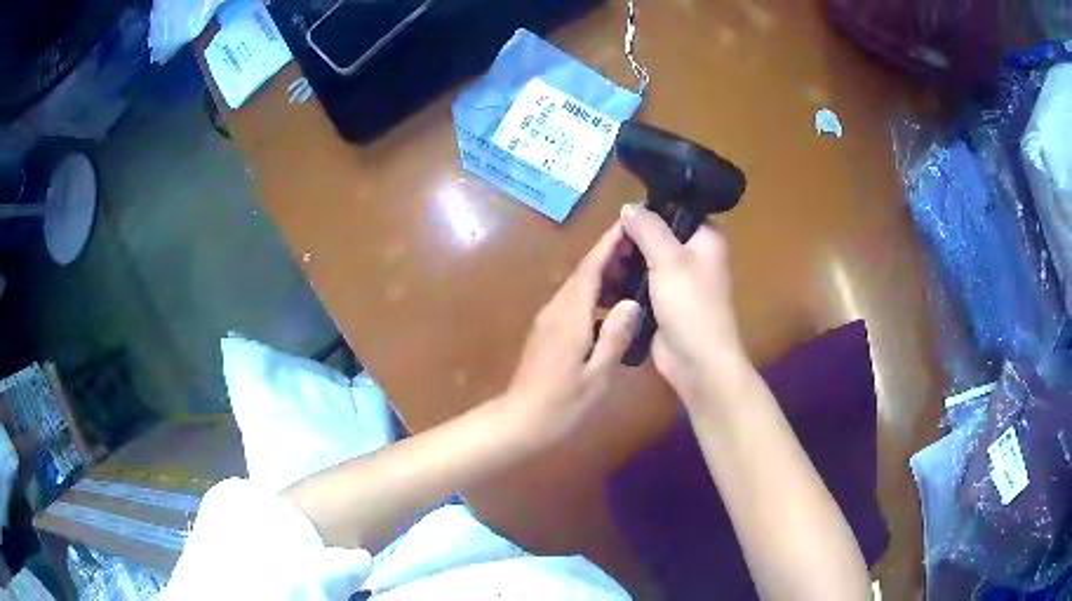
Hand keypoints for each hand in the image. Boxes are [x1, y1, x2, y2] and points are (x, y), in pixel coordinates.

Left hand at [504, 223, 640, 446]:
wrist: (520, 420)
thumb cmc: (561, 403)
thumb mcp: (597, 375)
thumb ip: (615, 338)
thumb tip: (631, 303)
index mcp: (570, 316)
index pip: (590, 269)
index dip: (608, 244)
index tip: (627, 224)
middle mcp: (556, 310)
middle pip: (583, 272)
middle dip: (608, 254)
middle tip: (639, 245)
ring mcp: (548, 320)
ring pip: (577, 286)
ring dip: (601, 273)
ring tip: (631, 269)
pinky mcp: (547, 331)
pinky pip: (573, 301)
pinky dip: (593, 293)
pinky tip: (611, 303)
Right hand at [619, 205, 746, 407]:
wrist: (696, 362)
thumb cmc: (690, 305)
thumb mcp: (668, 259)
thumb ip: (647, 229)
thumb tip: (628, 207)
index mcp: (705, 238)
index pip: (674, 211)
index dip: (647, 212)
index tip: (620, 218)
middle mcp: (693, 255)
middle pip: (656, 236)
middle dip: (629, 240)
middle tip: (604, 245)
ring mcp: (677, 281)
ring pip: (645, 261)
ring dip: (623, 263)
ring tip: (599, 264)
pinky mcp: (663, 302)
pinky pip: (640, 284)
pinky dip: (624, 282)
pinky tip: (603, 282)